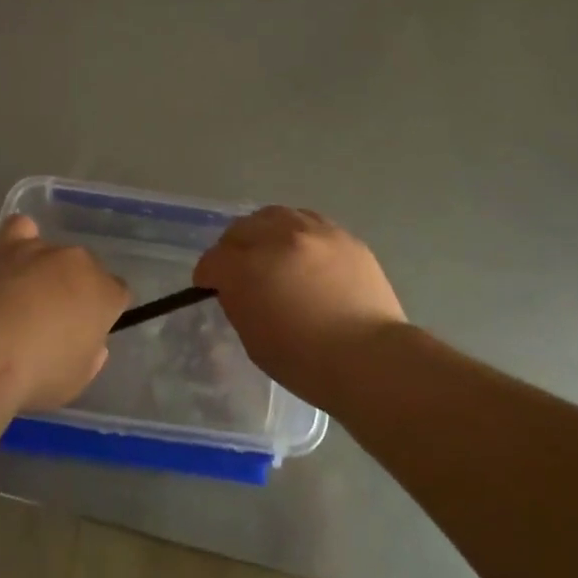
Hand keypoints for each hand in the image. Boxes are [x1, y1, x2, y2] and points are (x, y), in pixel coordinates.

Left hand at [0, 214, 130, 411]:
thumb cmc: (39, 374)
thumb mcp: (78, 379)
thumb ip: (91, 355)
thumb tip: (90, 343)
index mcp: (106, 294)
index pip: (118, 293)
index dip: (103, 312)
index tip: (86, 332)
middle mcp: (81, 263)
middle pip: (87, 270)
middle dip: (75, 289)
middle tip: (53, 320)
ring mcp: (44, 249)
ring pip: (55, 254)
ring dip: (46, 271)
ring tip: (22, 298)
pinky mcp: (8, 245)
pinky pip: (21, 229)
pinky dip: (19, 240)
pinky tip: (11, 258)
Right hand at [194, 207, 405, 399]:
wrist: (370, 358)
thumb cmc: (305, 362)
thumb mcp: (253, 340)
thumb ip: (238, 303)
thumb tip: (235, 286)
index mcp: (249, 268)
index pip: (213, 259)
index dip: (207, 275)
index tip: (209, 286)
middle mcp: (278, 238)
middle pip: (241, 228)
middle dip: (233, 248)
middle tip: (238, 267)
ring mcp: (314, 232)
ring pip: (275, 215)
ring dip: (264, 231)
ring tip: (269, 250)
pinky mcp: (342, 235)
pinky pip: (309, 221)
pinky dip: (296, 232)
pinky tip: (302, 251)